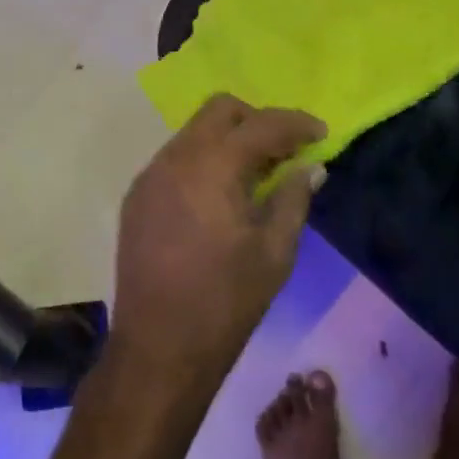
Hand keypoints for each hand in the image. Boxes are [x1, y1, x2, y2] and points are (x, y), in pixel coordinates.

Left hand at [112, 96, 326, 392]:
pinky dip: (204, 160)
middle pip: (220, 110)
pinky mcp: (137, 198)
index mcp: (212, 167)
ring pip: (194, 132)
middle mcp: (174, 159)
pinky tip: (221, 195)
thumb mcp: (275, 252)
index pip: (260, 124)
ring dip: (229, 140)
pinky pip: (176, 158)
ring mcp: (149, 176)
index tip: (322, 134)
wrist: (158, 348)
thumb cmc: (225, 302)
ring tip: (256, 175)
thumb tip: (310, 167)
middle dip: (257, 120)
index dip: (296, 123)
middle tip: (285, 151)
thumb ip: (294, 198)